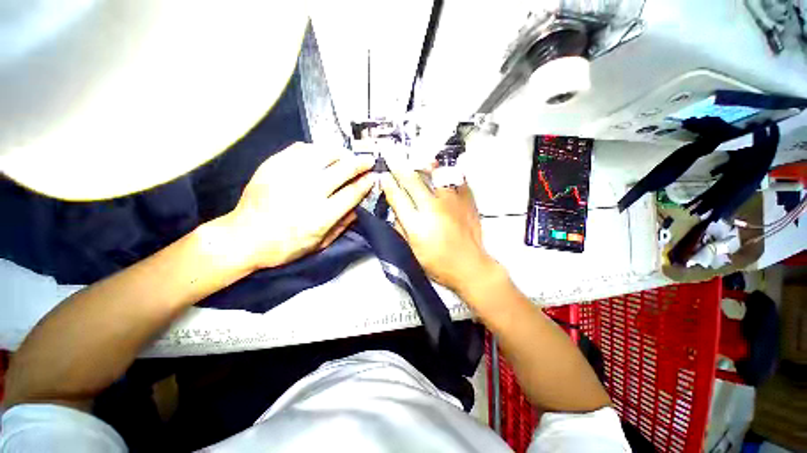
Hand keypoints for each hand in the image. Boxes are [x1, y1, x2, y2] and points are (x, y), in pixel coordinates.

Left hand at [225, 142, 374, 269]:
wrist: (244, 237)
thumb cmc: (286, 246)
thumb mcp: (320, 244)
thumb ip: (342, 225)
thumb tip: (359, 207)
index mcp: (321, 215)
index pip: (352, 192)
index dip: (366, 182)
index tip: (374, 176)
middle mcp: (309, 192)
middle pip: (343, 169)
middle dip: (360, 163)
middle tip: (368, 160)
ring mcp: (290, 175)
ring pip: (324, 154)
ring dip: (341, 154)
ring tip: (346, 157)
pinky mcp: (274, 165)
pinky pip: (301, 149)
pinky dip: (316, 150)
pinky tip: (321, 155)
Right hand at [379, 156, 498, 295]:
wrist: (470, 266)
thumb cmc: (439, 264)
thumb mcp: (413, 252)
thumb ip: (401, 230)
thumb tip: (395, 213)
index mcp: (417, 224)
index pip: (397, 197)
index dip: (388, 184)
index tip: (383, 175)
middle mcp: (433, 208)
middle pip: (412, 181)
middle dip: (400, 166)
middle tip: (392, 155)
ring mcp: (452, 202)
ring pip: (435, 174)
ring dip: (424, 165)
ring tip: (419, 158)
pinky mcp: (467, 201)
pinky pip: (457, 180)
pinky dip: (449, 173)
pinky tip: (444, 170)